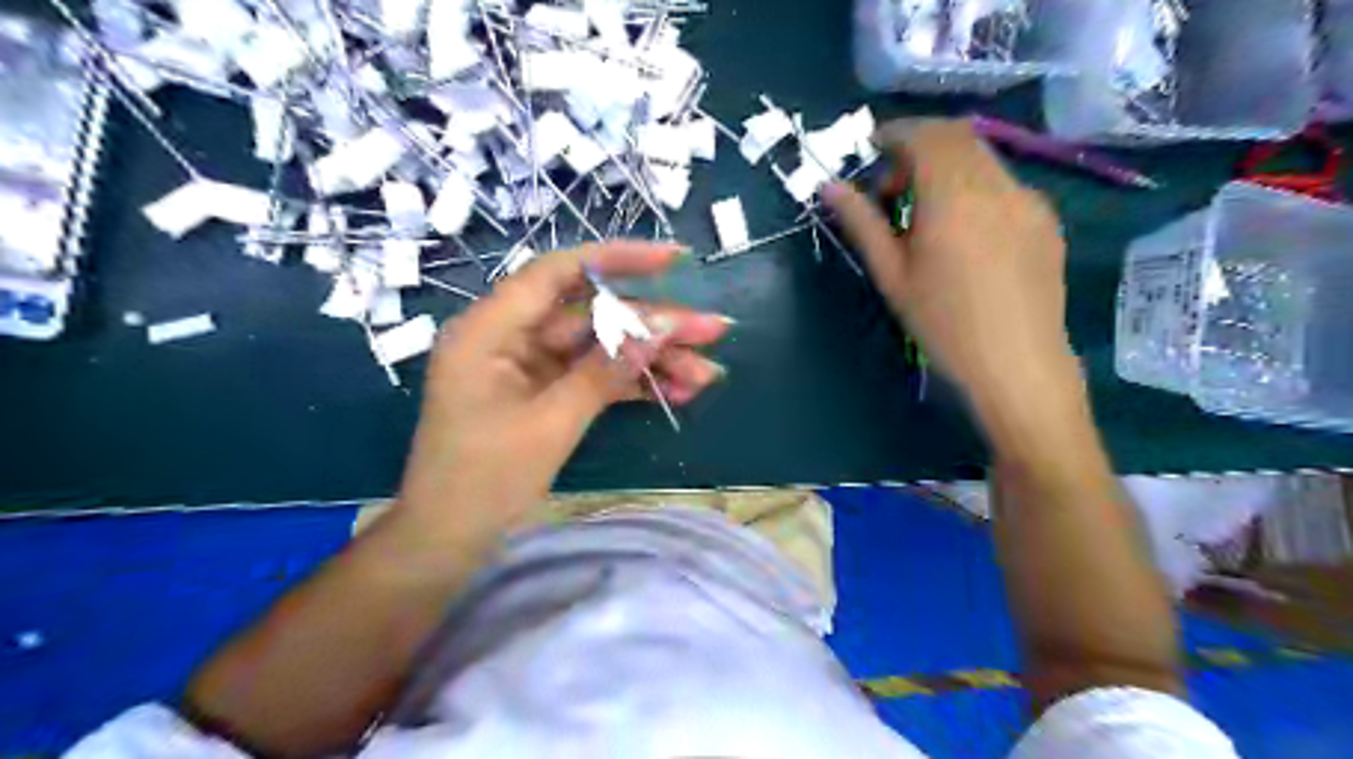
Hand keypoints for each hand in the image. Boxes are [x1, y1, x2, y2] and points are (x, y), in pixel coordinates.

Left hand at [394, 239, 727, 542]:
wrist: (449, 541)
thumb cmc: (484, 481)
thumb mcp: (550, 423)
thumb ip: (605, 372)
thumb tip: (659, 329)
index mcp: (491, 329)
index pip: (559, 273)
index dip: (618, 260)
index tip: (674, 260)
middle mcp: (510, 337)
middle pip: (592, 315)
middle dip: (653, 326)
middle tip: (713, 331)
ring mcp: (530, 367)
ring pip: (600, 349)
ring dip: (651, 360)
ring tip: (706, 374)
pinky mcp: (545, 394)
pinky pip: (594, 377)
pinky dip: (632, 385)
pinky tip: (676, 391)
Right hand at [826, 121, 1080, 424]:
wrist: (1018, 366)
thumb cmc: (943, 325)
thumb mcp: (892, 276)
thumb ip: (861, 224)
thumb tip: (829, 187)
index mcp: (955, 196)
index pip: (926, 134)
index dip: (894, 134)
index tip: (870, 153)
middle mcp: (998, 184)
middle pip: (958, 138)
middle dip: (919, 150)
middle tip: (892, 192)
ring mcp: (1030, 200)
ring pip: (982, 159)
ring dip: (947, 169)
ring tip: (926, 218)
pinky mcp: (1046, 220)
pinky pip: (1004, 185)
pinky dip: (975, 189)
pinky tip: (965, 236)